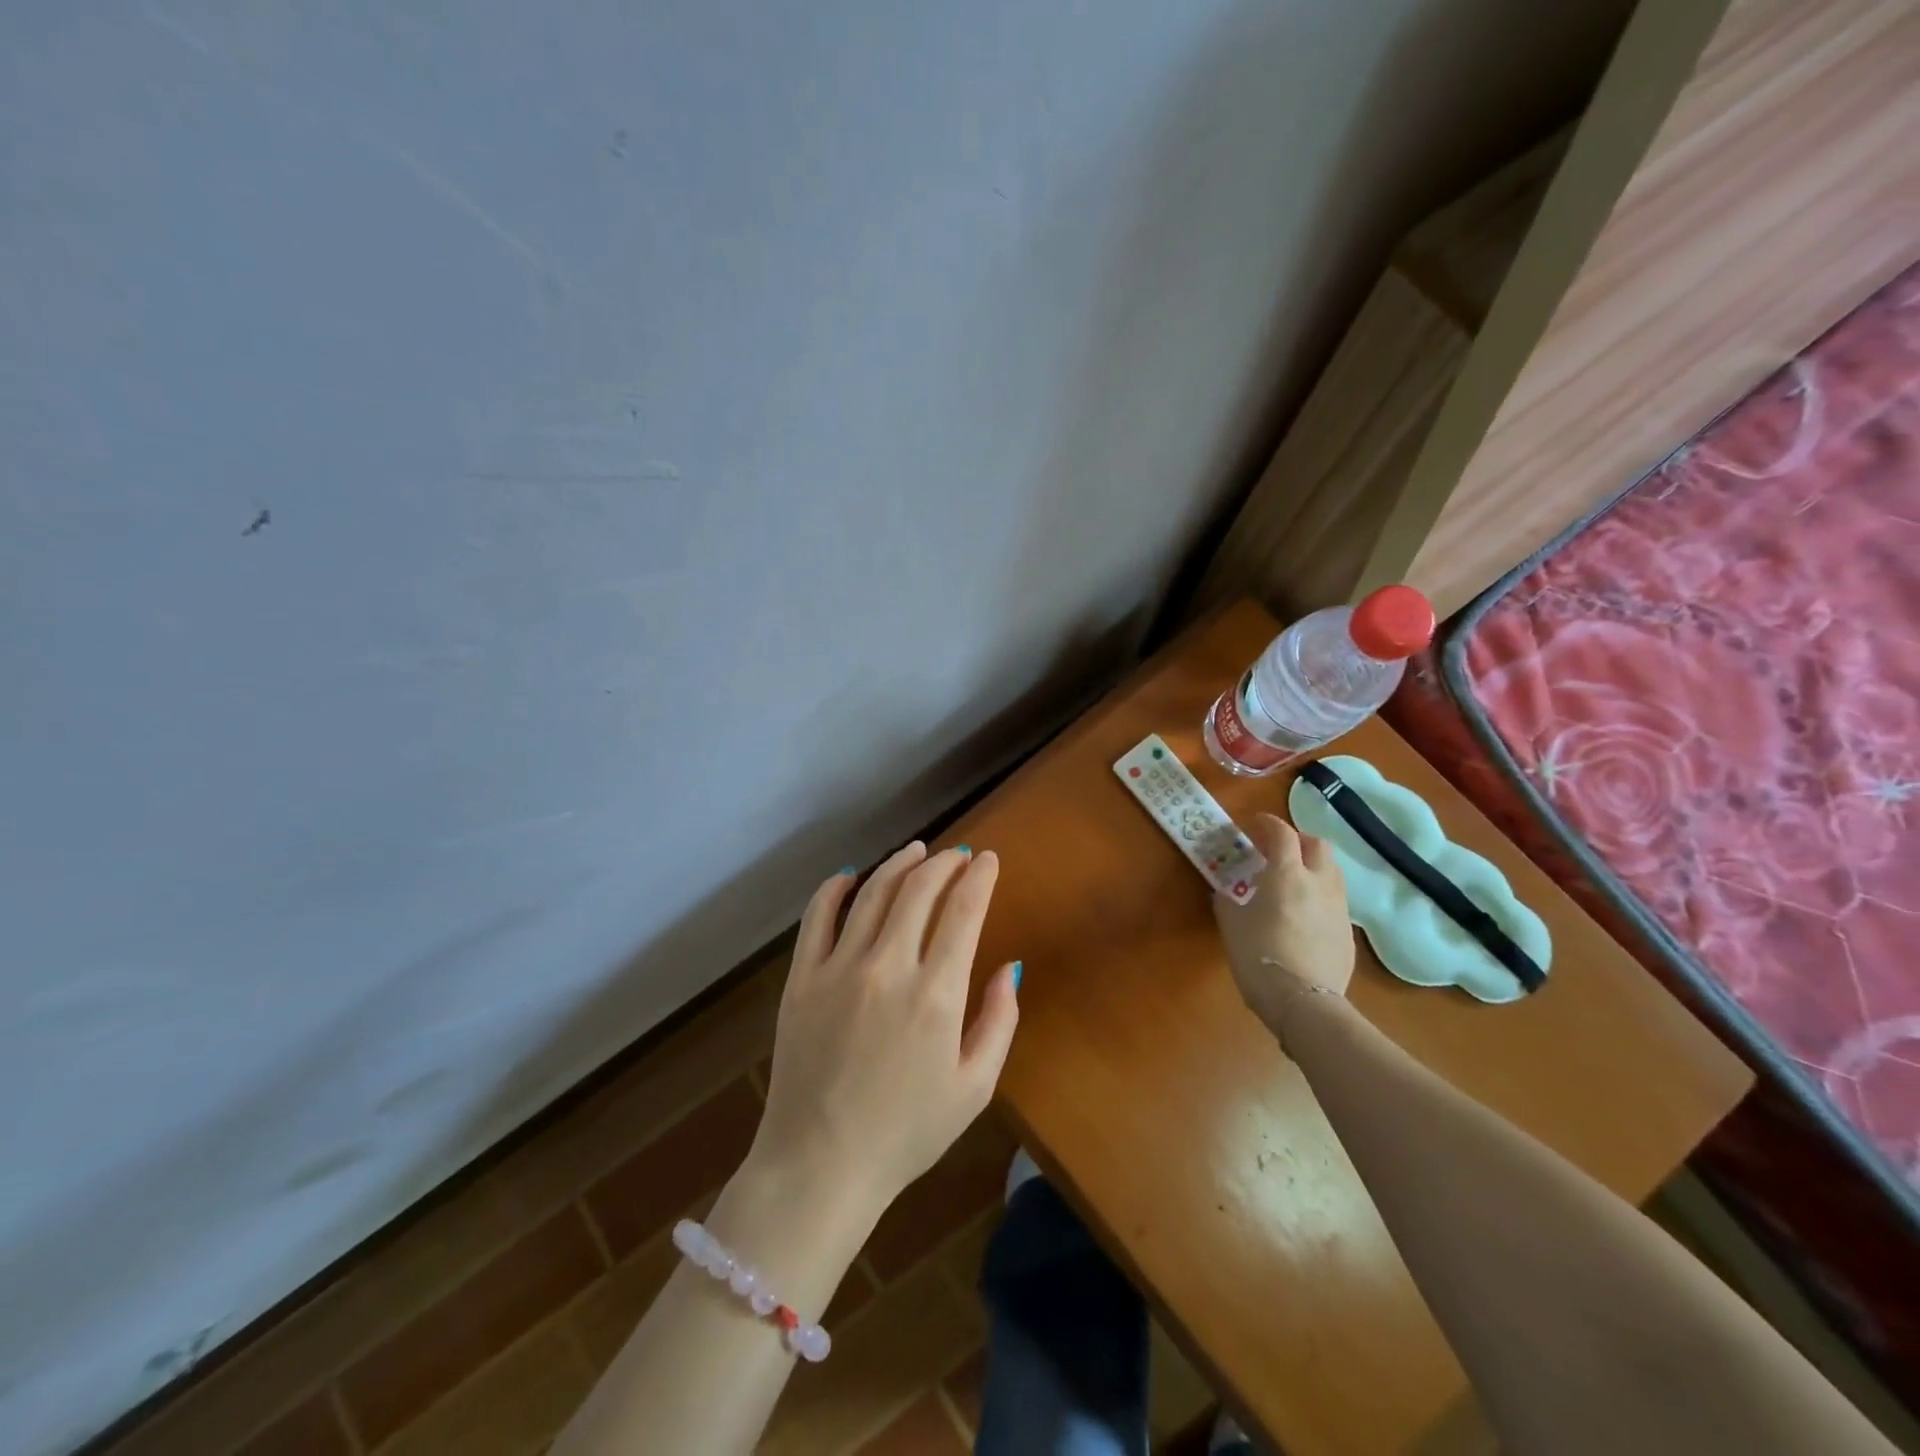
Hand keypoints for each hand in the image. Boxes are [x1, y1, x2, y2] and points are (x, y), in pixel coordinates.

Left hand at [751, 842, 1020, 1222]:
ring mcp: (839, 969)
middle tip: (958, 854)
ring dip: (899, 864)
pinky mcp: (801, 978)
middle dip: (944, 864)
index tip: (989, 860)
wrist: (821, 1164)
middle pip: (919, 891)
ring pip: (873, 894)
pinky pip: (817, 917)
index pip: (963, 912)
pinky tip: (850, 875)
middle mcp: (888, 968)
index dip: (980, 878)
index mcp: (936, 995)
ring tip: (917, 851)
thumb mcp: (974, 1088)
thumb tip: (1010, 967)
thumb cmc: (907, 1132)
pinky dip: (834, 889)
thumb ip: (999, 1022)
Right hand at [1213, 813, 1354, 1040]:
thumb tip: (1225, 890)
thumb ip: (1228, 899)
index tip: (1254, 824)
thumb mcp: (1231, 923)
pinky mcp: (1348, 932)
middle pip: (1317, 843)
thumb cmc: (1258, 955)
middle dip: (1298, 839)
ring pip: (1331, 870)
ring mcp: (1338, 907)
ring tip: (1292, 880)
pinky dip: (1319, 895)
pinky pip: (1334, 900)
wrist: (1303, 1002)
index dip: (1267, 823)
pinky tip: (1302, 914)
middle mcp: (1319, 882)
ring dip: (1312, 865)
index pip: (1282, 833)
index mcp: (1287, 874)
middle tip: (1277, 849)